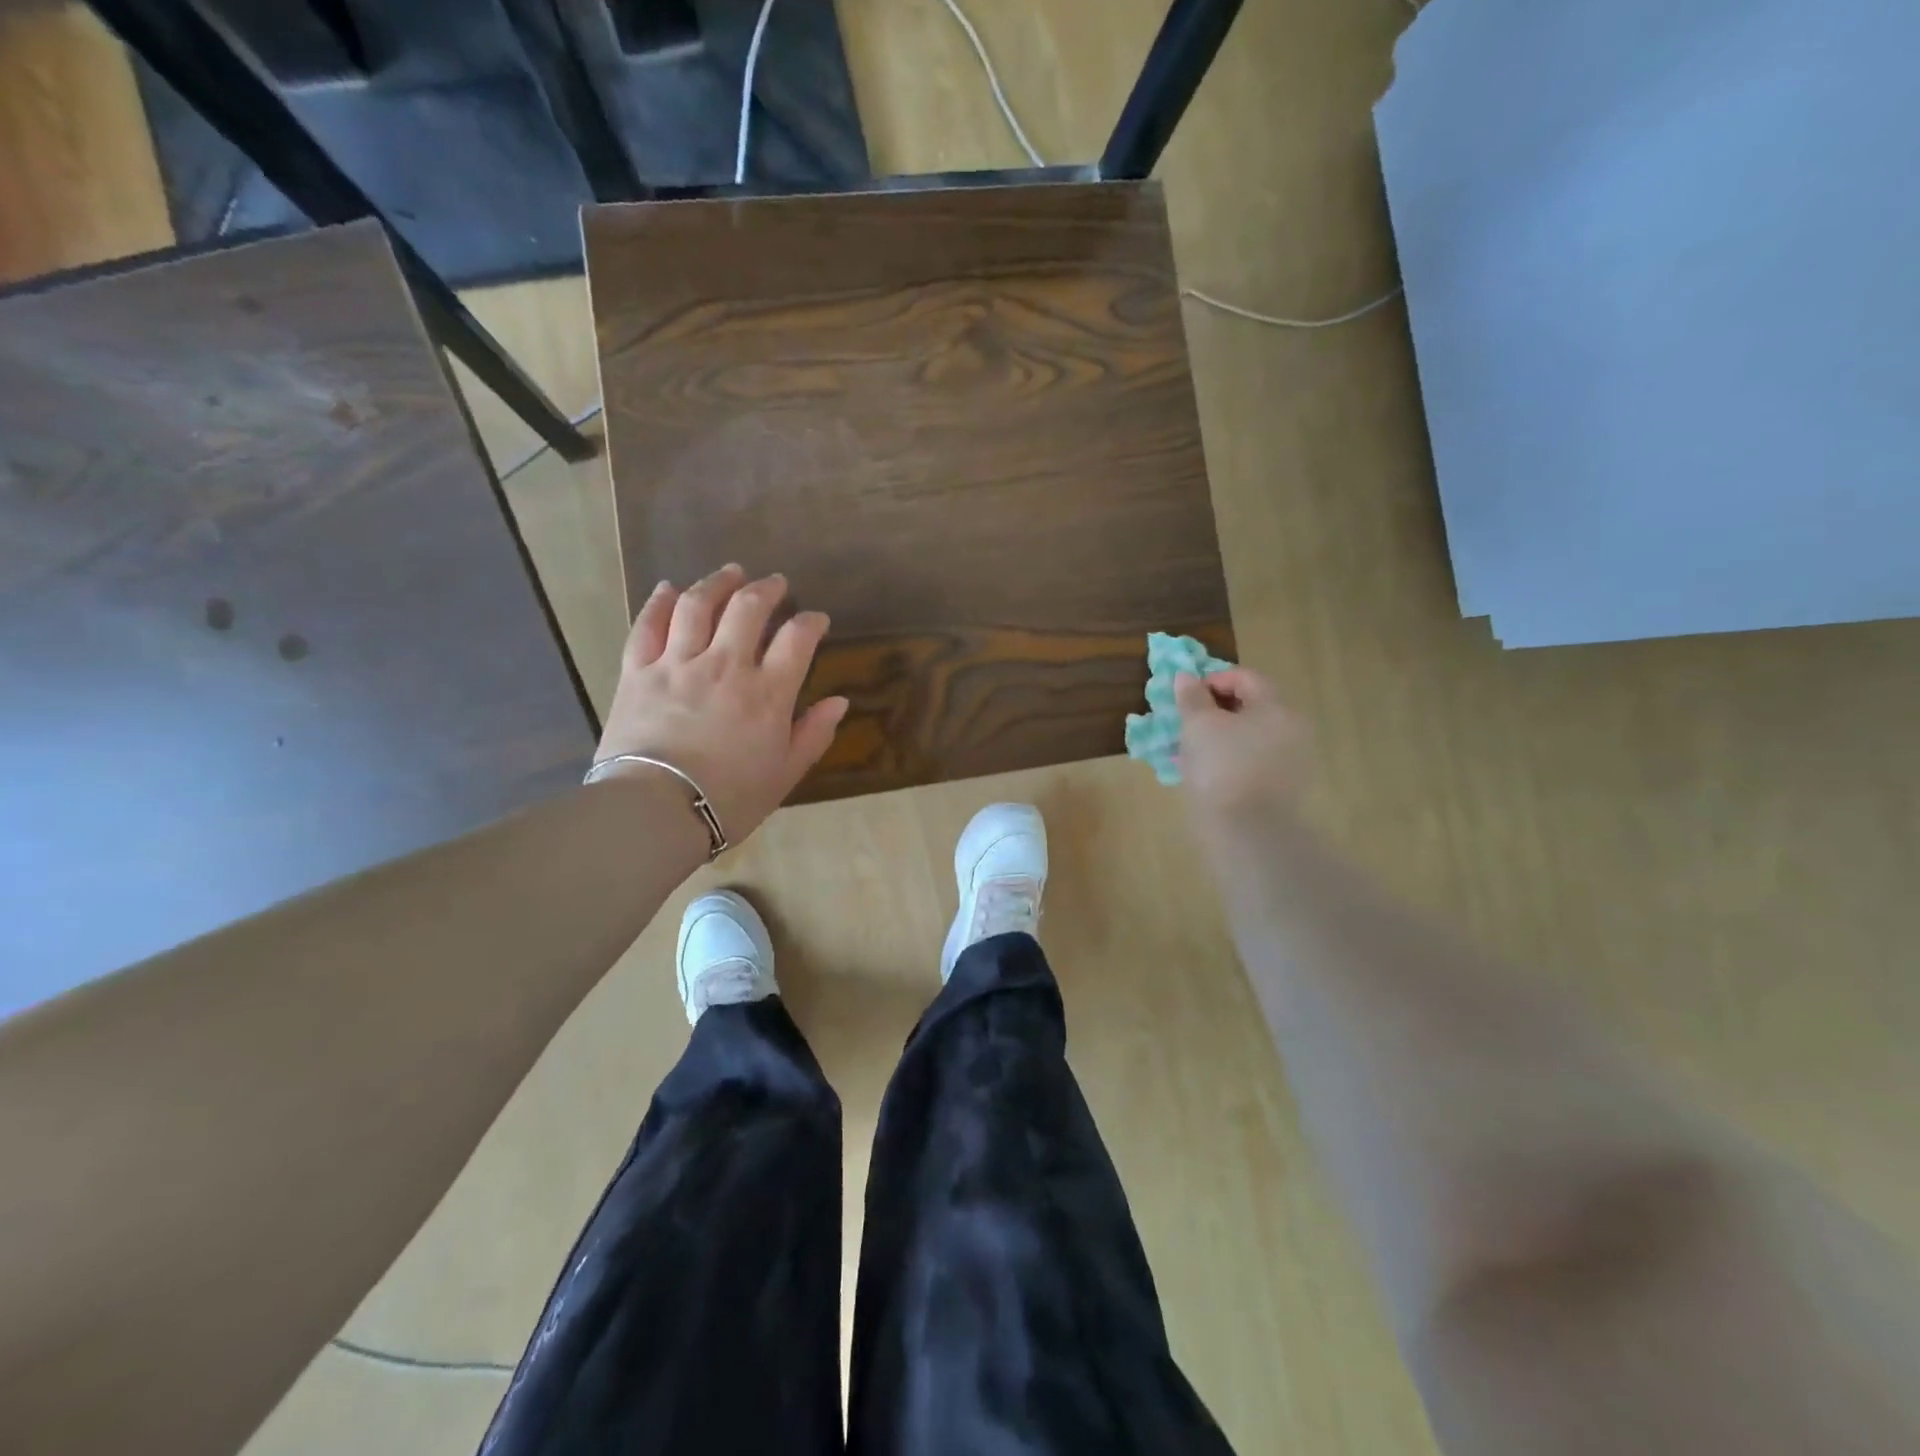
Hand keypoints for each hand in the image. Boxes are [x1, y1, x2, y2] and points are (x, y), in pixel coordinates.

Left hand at [593, 565, 848, 843]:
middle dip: (766, 589)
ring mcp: (678, 663)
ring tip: (730, 572)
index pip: (797, 638)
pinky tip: (668, 588)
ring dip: (717, 582)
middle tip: (774, 583)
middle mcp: (726, 665)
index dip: (810, 622)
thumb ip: (814, 734)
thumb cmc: (729, 799)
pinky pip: (647, 625)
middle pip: (748, 608)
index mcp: (768, 693)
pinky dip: (659, 602)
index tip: (815, 619)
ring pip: (697, 604)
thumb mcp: (785, 774)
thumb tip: (839, 701)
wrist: (656, 811)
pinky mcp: (639, 671)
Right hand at [1174, 668, 1311, 827]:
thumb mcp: (1197, 726)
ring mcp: (1292, 761)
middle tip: (1185, 723)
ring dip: (1220, 737)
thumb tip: (1186, 677)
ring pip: (1249, 737)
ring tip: (1189, 752)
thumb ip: (1192, 698)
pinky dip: (1229, 760)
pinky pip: (1252, 762)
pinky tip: (1205, 775)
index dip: (1212, 680)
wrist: (1249, 832)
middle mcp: (1292, 729)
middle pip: (1251, 707)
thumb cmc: (1222, 767)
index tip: (1186, 696)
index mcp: (1276, 707)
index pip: (1245, 678)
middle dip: (1215, 711)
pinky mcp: (1284, 789)